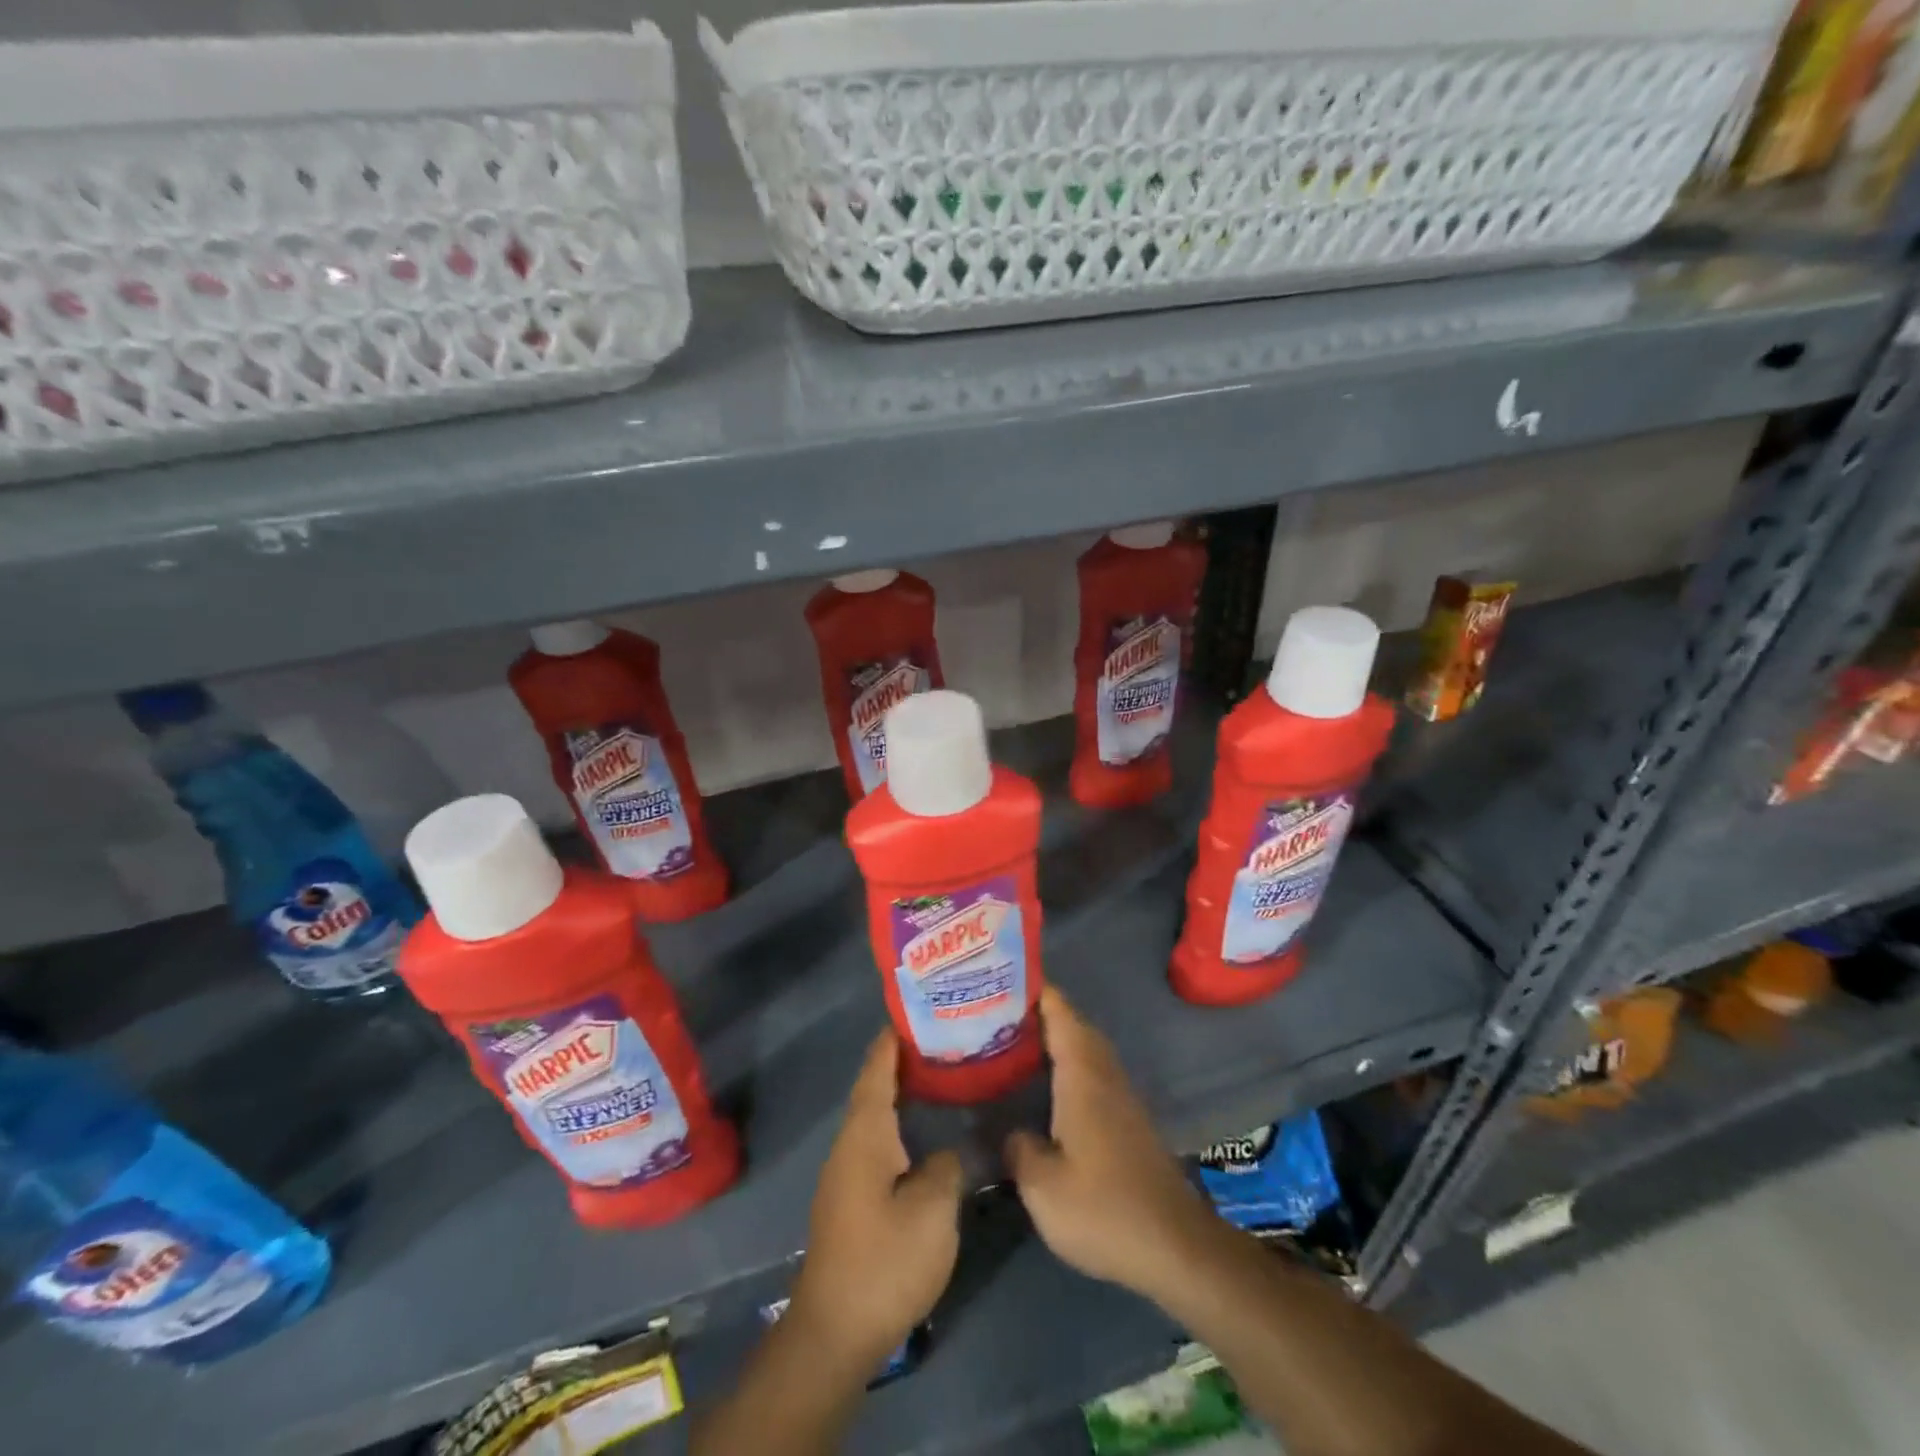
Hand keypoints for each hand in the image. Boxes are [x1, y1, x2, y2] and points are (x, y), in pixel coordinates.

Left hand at [788, 1030, 962, 1370]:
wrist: (835, 1332)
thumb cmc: (884, 1261)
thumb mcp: (932, 1209)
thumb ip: (947, 1165)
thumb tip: (949, 1149)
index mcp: (865, 1133)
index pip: (877, 1068)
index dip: (894, 1038)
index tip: (918, 1010)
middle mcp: (850, 1144)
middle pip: (874, 1087)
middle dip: (903, 1061)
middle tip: (943, 1041)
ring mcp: (846, 1173)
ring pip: (876, 1116)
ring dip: (901, 1093)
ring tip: (940, 1078)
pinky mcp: (852, 1200)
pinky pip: (877, 1141)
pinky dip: (899, 1123)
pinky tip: (925, 1133)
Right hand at [1005, 987, 1216, 1301]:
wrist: (1174, 1246)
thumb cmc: (1104, 1208)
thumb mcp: (1043, 1187)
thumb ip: (1018, 1148)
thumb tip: (1010, 1130)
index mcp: (1082, 1074)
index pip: (1059, 1012)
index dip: (1034, 988)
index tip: (1001, 975)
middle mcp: (1103, 1073)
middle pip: (1072, 1024)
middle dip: (1038, 1010)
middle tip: (995, 1010)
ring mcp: (1120, 1095)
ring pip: (1084, 1048)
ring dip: (1054, 1037)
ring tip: (1013, 1041)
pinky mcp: (1127, 1119)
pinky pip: (1091, 1071)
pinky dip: (1067, 1063)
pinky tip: (1044, 1086)